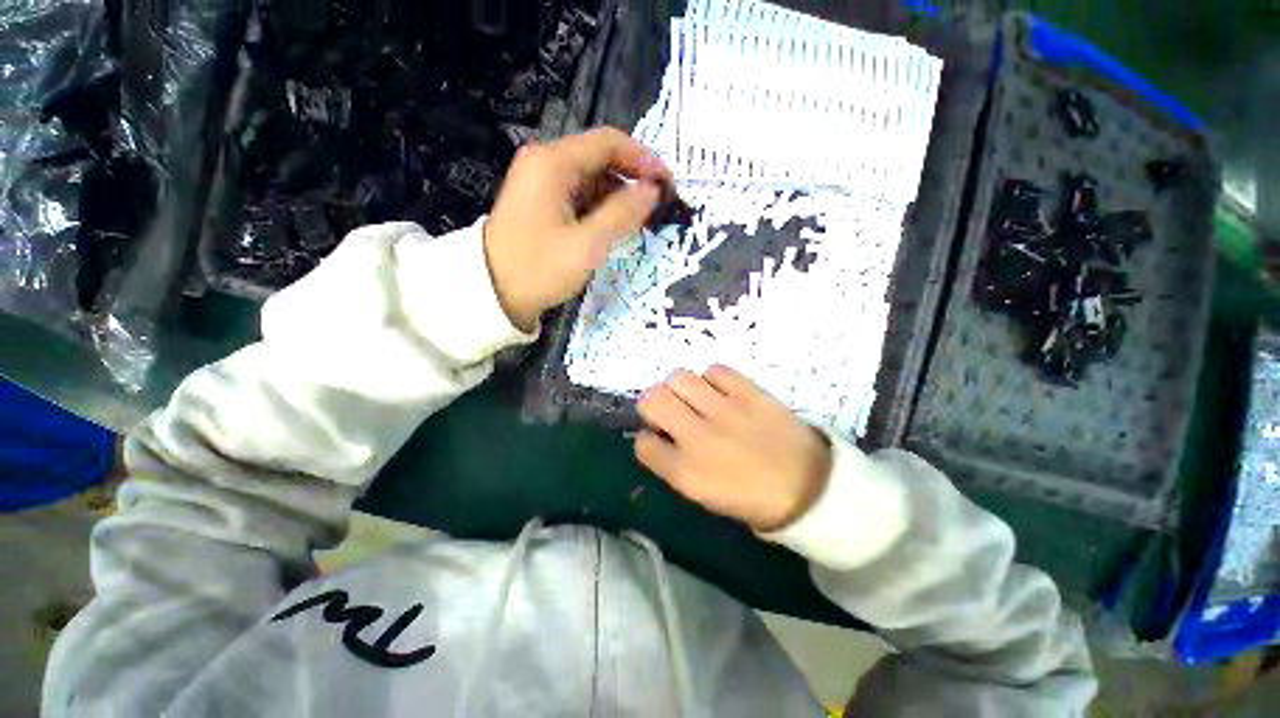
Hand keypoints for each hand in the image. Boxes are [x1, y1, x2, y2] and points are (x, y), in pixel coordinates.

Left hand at [484, 126, 671, 330]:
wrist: (491, 293)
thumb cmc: (539, 269)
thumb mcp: (586, 245)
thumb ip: (622, 214)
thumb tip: (652, 189)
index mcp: (553, 163)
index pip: (609, 142)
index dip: (644, 159)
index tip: (667, 184)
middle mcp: (544, 162)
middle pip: (600, 158)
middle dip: (632, 179)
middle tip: (657, 207)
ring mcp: (539, 181)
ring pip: (591, 178)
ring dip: (618, 196)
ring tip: (640, 222)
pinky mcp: (539, 201)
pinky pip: (578, 194)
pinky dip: (600, 206)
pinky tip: (613, 226)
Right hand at [635, 365, 832, 531]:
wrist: (811, 488)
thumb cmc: (754, 498)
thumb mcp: (705, 495)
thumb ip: (675, 465)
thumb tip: (660, 436)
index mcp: (686, 472)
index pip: (643, 444)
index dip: (647, 438)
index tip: (657, 437)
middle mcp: (698, 437)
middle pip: (652, 400)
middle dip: (652, 403)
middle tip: (668, 409)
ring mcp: (724, 411)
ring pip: (679, 378)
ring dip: (679, 387)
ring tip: (693, 397)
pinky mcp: (749, 393)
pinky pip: (715, 370)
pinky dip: (711, 378)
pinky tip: (720, 391)